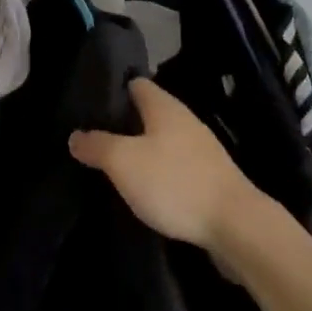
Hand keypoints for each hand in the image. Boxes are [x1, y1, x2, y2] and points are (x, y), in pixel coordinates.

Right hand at [67, 76, 258, 251]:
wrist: (236, 226)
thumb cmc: (175, 183)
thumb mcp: (124, 162)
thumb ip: (97, 146)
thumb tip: (75, 135)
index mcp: (164, 107)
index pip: (135, 84)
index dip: (113, 91)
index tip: (89, 106)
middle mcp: (184, 120)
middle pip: (148, 113)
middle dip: (124, 124)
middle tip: (95, 140)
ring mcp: (201, 150)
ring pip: (162, 141)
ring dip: (142, 151)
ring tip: (115, 167)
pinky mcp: (210, 178)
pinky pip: (176, 167)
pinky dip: (160, 174)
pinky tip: (146, 192)